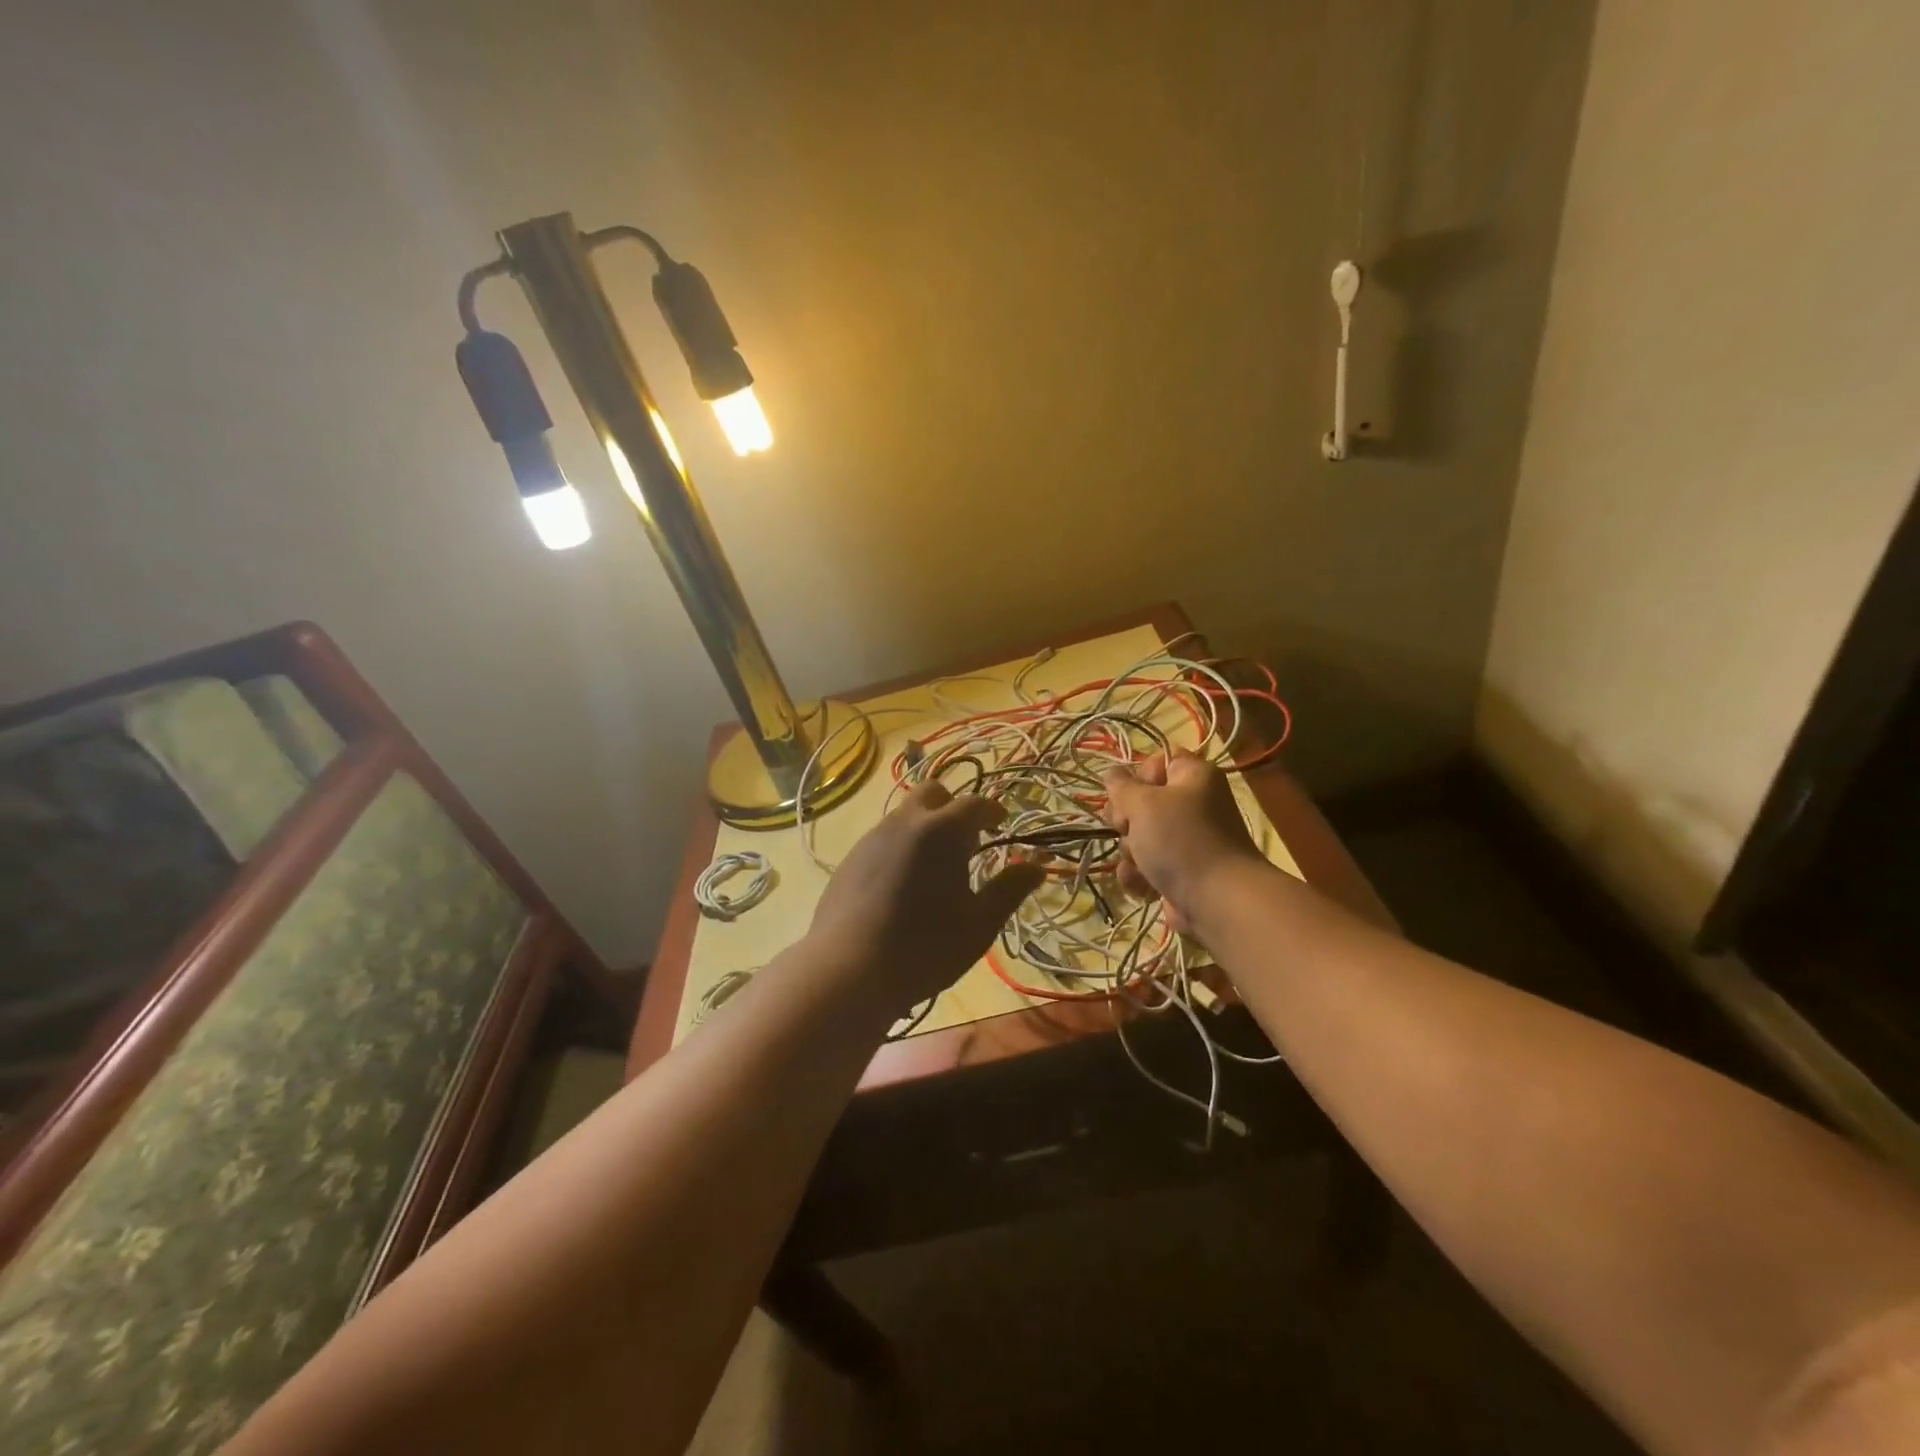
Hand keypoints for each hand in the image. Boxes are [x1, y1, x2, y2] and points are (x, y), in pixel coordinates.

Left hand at [808, 783, 1044, 1015]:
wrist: (848, 971)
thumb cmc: (926, 947)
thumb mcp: (980, 923)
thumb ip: (1010, 889)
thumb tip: (1036, 866)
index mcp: (942, 830)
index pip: (975, 803)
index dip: (992, 811)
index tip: (1000, 824)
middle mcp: (905, 822)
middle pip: (932, 793)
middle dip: (953, 807)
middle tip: (966, 840)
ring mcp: (872, 838)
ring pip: (904, 815)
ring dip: (925, 827)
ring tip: (935, 867)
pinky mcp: (849, 859)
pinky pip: (882, 839)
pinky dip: (901, 847)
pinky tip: (902, 885)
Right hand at [1101, 750, 1264, 932]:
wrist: (1216, 901)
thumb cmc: (1180, 840)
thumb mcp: (1142, 804)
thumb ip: (1120, 786)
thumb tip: (1111, 774)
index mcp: (1194, 777)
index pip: (1157, 762)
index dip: (1137, 777)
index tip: (1128, 794)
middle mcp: (1193, 805)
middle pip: (1142, 801)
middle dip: (1126, 819)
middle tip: (1127, 828)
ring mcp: (1187, 841)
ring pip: (1140, 835)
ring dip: (1130, 850)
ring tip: (1140, 863)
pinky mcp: (1180, 871)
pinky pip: (1147, 864)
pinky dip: (1139, 874)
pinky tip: (1140, 883)